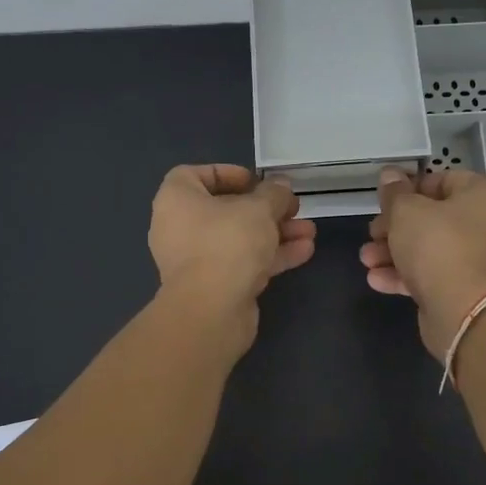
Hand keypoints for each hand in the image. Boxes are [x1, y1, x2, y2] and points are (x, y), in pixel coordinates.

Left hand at [149, 165, 315, 348]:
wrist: (212, 310)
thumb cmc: (227, 243)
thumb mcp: (258, 209)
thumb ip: (273, 193)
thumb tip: (281, 186)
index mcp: (176, 200)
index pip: (195, 176)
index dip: (227, 174)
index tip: (256, 181)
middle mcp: (180, 228)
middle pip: (226, 210)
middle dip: (266, 209)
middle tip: (293, 207)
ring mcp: (196, 260)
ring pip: (239, 239)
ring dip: (276, 233)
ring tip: (309, 231)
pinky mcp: (214, 286)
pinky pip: (243, 262)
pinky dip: (270, 256)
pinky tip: (304, 252)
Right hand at [360, 167, 485, 359]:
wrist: (464, 312)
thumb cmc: (438, 247)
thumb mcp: (407, 211)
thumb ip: (395, 192)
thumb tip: (390, 174)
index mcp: (482, 196)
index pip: (442, 179)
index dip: (409, 187)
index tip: (383, 199)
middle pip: (433, 216)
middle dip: (394, 226)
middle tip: (372, 233)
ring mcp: (478, 259)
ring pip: (429, 248)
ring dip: (393, 252)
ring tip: (366, 260)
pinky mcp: (466, 288)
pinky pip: (433, 274)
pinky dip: (405, 274)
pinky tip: (376, 280)